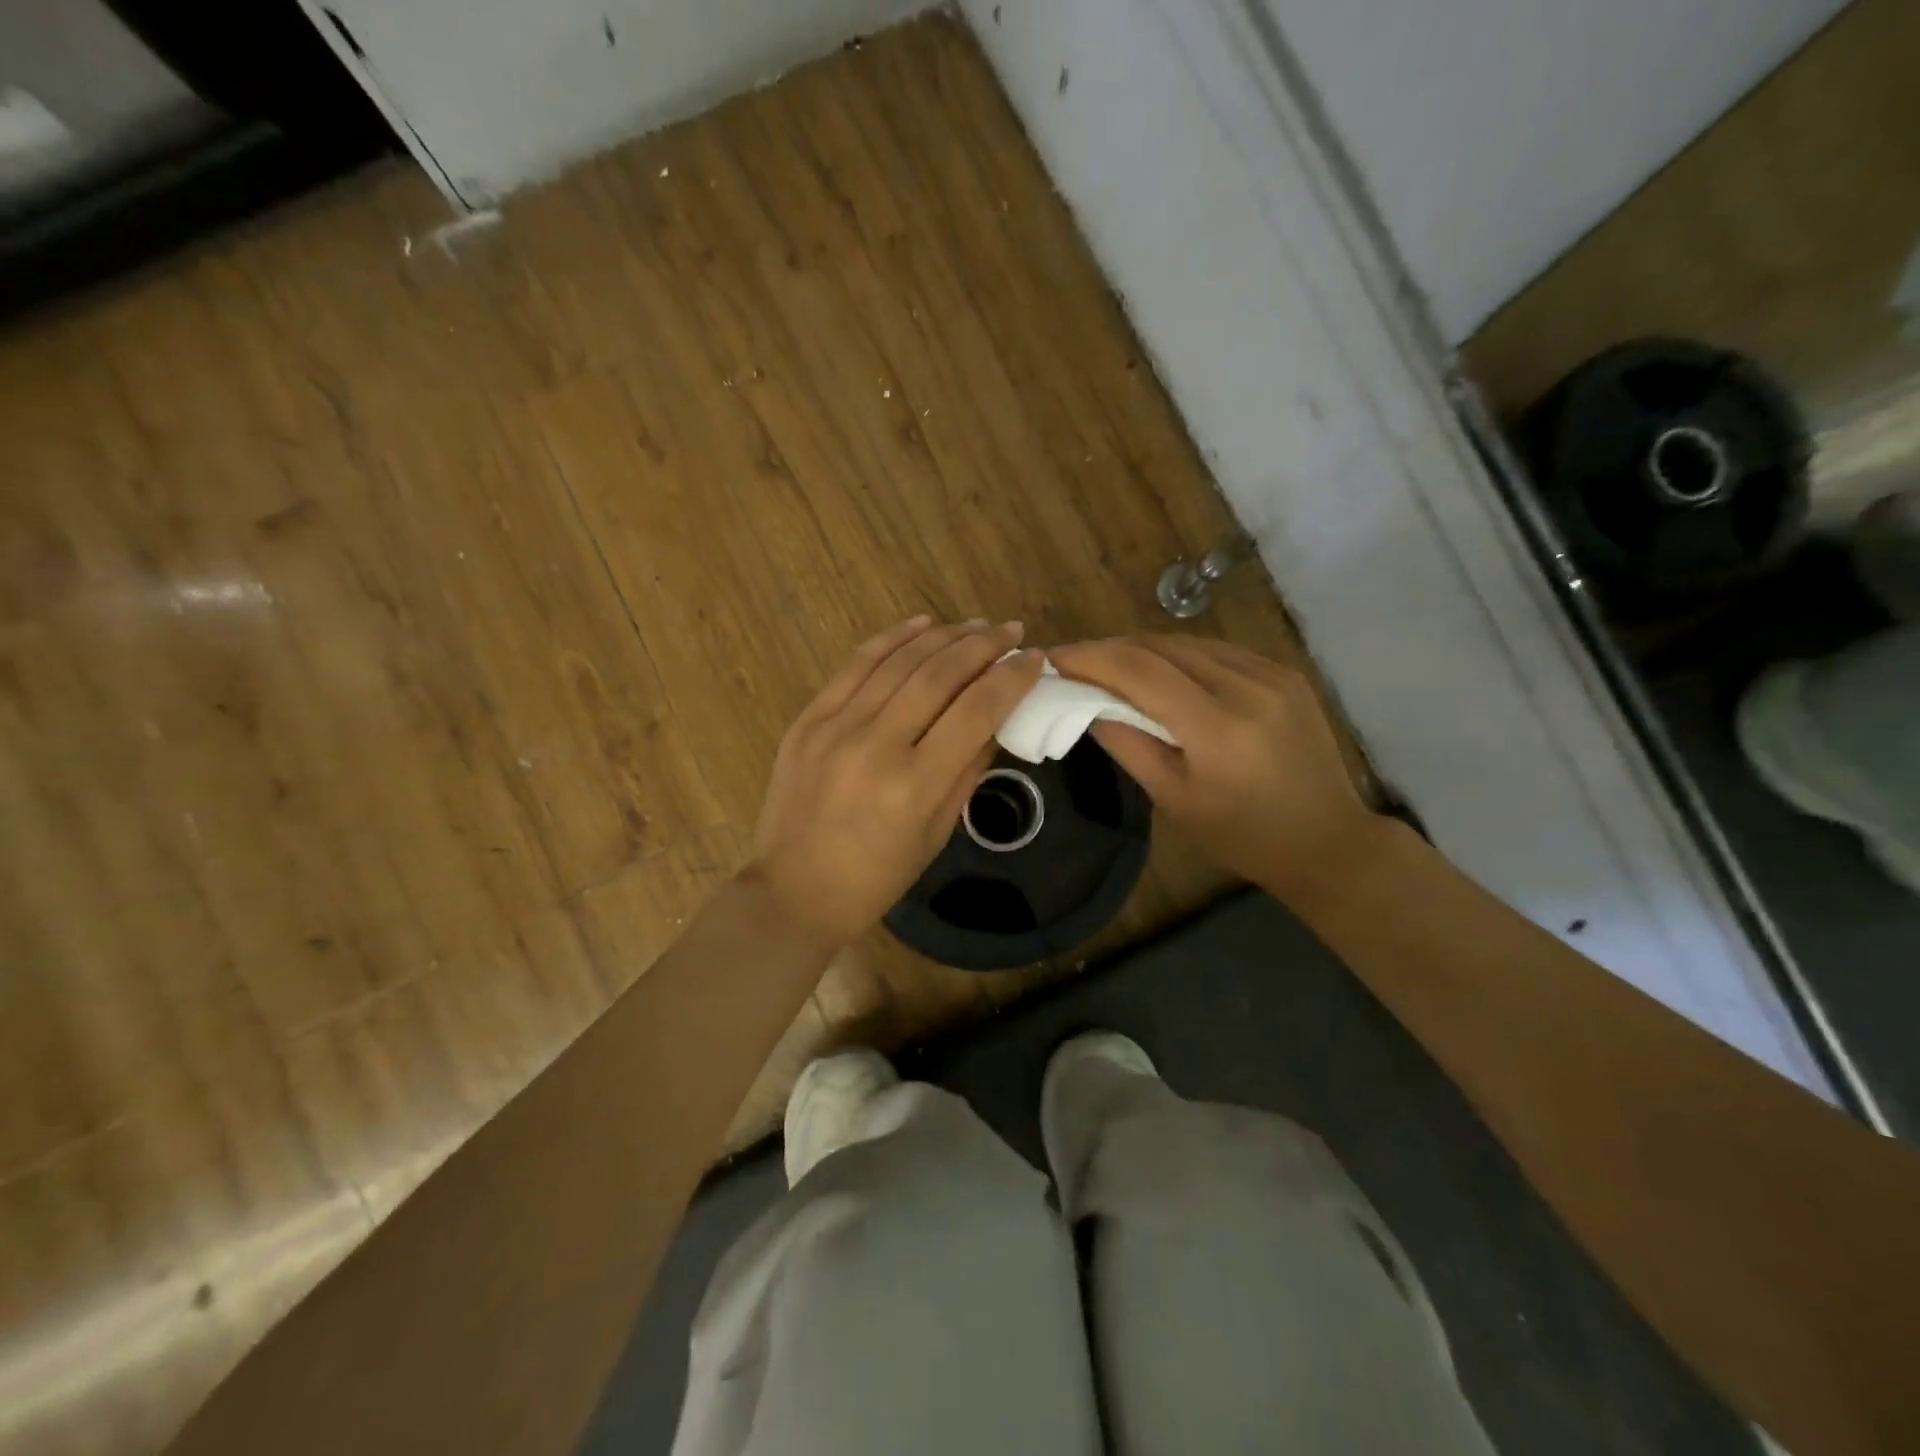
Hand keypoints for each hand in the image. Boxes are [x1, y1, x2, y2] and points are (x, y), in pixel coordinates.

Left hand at [745, 617, 1043, 948]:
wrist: (793, 891)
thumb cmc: (876, 877)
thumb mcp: (936, 833)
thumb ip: (969, 770)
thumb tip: (998, 719)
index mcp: (914, 785)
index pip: (976, 711)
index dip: (1011, 679)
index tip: (1033, 659)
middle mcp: (876, 745)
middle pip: (939, 675)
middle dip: (982, 646)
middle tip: (1010, 630)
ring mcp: (835, 727)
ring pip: (899, 661)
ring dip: (943, 636)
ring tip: (974, 626)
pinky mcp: (808, 719)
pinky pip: (856, 665)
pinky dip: (892, 639)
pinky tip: (922, 624)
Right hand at [1048, 635, 1387, 908]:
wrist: (1327, 840)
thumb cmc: (1241, 835)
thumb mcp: (1174, 799)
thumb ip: (1128, 745)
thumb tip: (1087, 704)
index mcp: (1218, 727)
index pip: (1139, 670)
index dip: (1090, 658)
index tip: (1053, 659)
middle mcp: (1247, 686)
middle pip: (1161, 646)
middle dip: (1110, 649)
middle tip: (1074, 663)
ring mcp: (1272, 674)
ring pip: (1189, 643)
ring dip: (1144, 650)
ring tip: (1111, 666)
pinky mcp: (1285, 673)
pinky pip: (1218, 651)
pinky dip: (1181, 655)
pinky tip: (1163, 672)